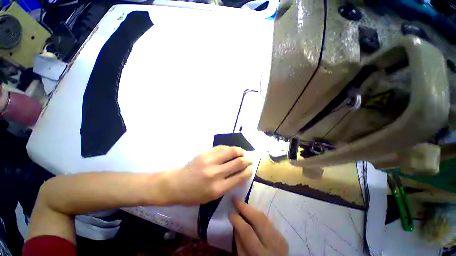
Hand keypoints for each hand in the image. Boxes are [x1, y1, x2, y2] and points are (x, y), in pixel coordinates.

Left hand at [164, 146, 252, 204]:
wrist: (176, 184)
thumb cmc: (194, 195)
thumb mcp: (212, 196)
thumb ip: (227, 185)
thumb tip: (240, 173)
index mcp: (218, 188)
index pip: (239, 177)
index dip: (248, 171)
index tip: (250, 169)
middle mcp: (215, 173)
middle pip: (237, 162)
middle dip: (247, 160)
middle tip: (249, 159)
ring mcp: (209, 161)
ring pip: (230, 151)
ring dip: (240, 151)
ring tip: (242, 152)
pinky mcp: (205, 153)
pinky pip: (221, 148)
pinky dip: (229, 148)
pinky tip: (231, 150)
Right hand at [229, 198, 287, 255]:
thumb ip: (240, 243)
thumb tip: (235, 223)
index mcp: (261, 254)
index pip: (248, 232)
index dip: (238, 220)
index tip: (230, 212)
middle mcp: (273, 245)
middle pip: (259, 219)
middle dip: (245, 207)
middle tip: (235, 199)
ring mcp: (280, 239)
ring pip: (264, 217)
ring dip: (251, 208)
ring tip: (241, 203)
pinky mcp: (282, 235)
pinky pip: (268, 220)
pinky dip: (258, 214)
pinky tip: (251, 211)